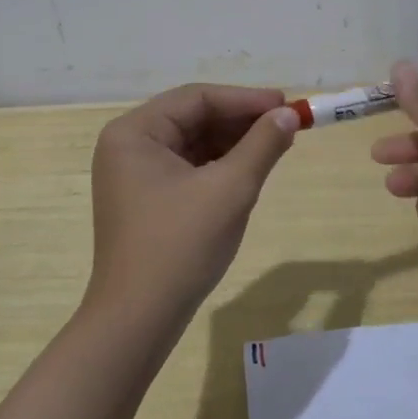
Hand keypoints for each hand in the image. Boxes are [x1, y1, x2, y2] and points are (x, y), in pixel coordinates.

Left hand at [88, 83, 299, 325]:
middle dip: (241, 121)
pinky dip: (220, 165)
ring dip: (234, 143)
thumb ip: (262, 145)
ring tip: (276, 145)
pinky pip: (188, 167)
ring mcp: (134, 174)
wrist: (139, 320)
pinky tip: (250, 169)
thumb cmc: (180, 245)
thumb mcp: (230, 189)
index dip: (245, 99)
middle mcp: (128, 145)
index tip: (286, 105)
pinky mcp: (145, 199)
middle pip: (193, 117)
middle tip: (286, 125)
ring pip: (193, 143)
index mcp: (135, 132)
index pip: (197, 98)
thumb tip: (289, 115)